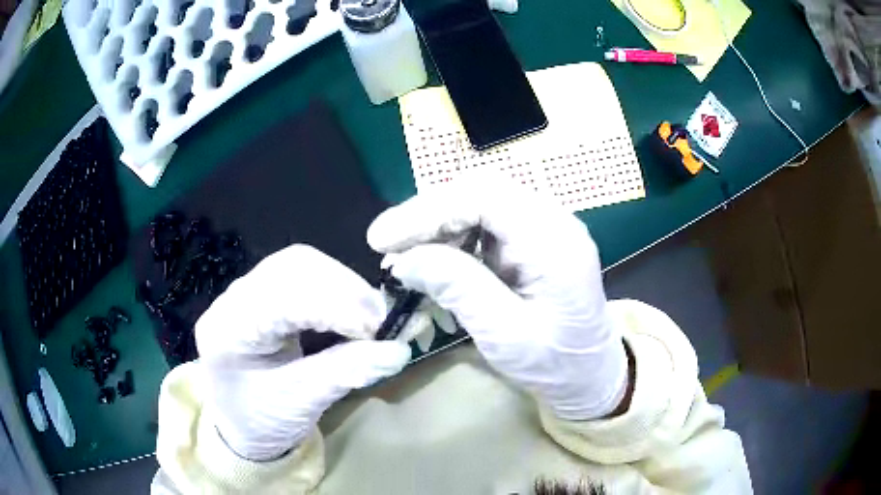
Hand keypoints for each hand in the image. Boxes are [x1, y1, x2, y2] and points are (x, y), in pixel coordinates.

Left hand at [194, 245, 411, 460]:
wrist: (241, 423)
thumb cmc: (262, 420)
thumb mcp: (301, 403)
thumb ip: (345, 373)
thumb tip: (398, 351)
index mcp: (230, 329)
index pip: (282, 299)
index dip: (334, 308)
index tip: (377, 331)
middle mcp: (235, 297)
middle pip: (295, 266)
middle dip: (344, 291)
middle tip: (381, 323)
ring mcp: (250, 289)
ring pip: (304, 264)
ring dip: (345, 287)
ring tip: (372, 319)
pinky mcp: (267, 290)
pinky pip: (307, 274)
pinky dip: (338, 290)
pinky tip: (354, 312)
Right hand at [367, 184, 627, 420]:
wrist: (589, 374)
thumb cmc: (555, 363)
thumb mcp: (505, 335)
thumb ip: (458, 289)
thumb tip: (404, 258)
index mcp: (554, 241)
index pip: (484, 196)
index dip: (427, 211)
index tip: (383, 240)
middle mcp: (551, 220)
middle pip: (479, 191)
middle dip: (428, 216)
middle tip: (389, 248)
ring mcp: (542, 227)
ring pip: (477, 204)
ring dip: (437, 228)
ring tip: (406, 261)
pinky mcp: (531, 241)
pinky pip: (484, 225)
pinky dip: (451, 241)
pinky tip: (434, 266)